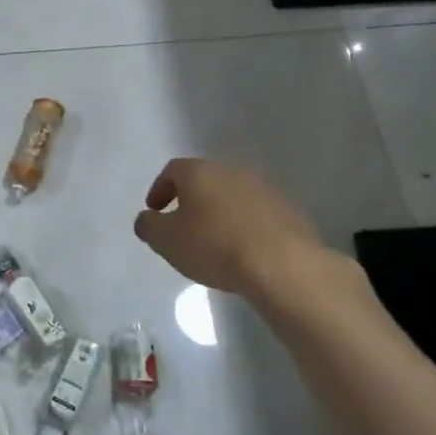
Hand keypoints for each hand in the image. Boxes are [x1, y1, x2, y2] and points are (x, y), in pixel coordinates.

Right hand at [133, 158, 329, 295]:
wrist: (281, 264)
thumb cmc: (214, 246)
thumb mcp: (166, 240)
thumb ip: (149, 226)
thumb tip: (147, 219)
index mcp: (200, 172)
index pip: (172, 170)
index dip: (159, 189)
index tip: (155, 211)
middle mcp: (232, 172)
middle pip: (205, 181)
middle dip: (191, 201)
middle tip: (183, 227)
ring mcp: (264, 189)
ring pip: (232, 197)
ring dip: (219, 214)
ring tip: (214, 242)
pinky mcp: (288, 211)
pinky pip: (257, 215)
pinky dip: (245, 227)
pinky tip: (243, 251)